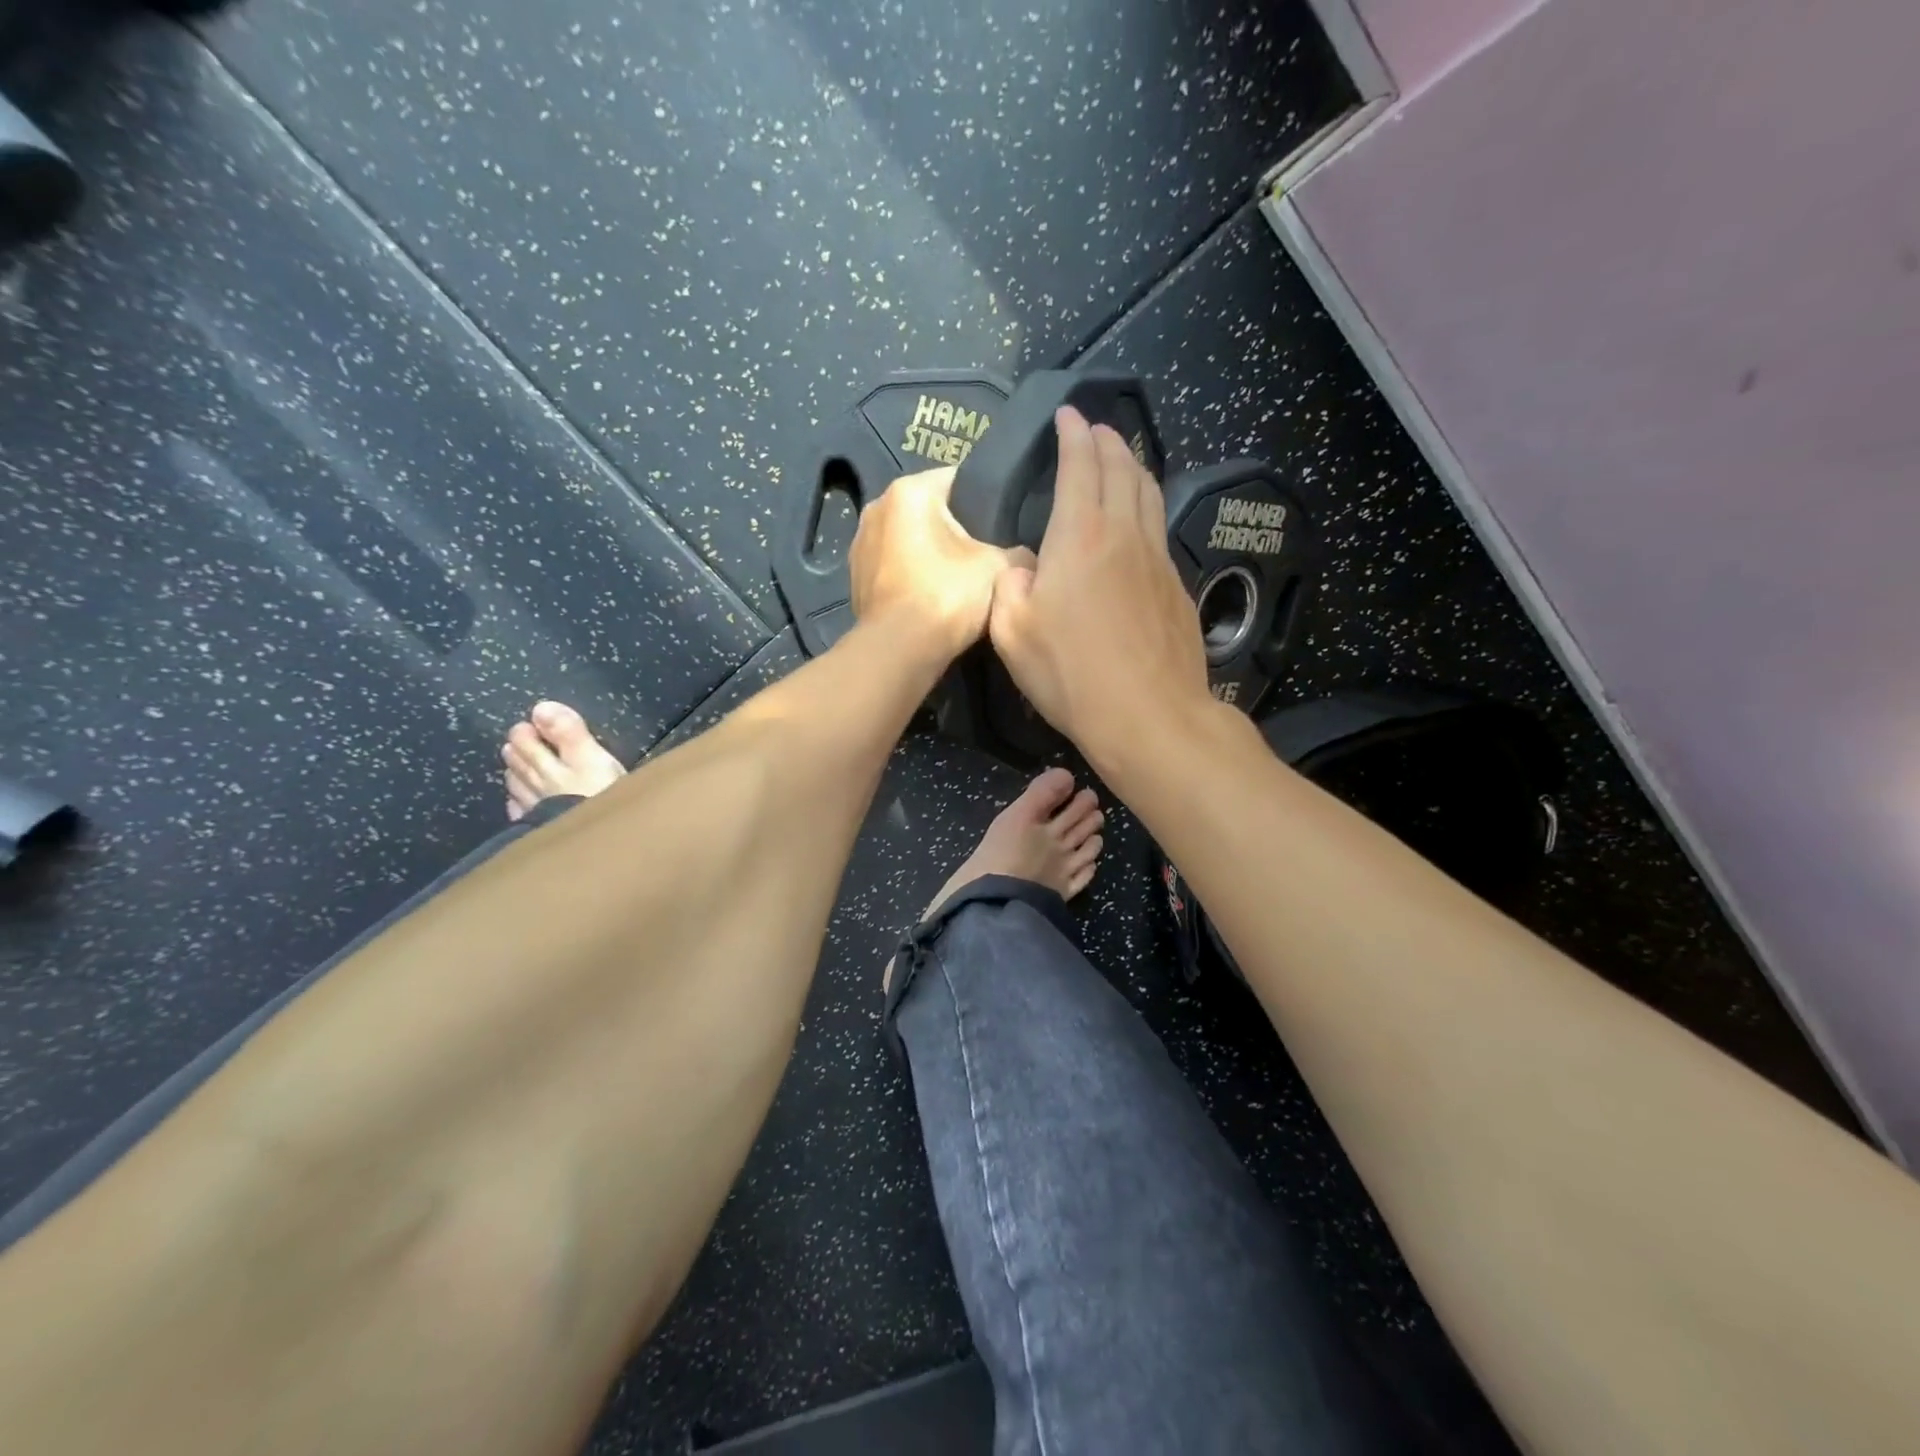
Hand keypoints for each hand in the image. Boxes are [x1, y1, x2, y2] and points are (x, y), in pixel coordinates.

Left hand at [849, 466, 1011, 657]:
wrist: (899, 651)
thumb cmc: (947, 595)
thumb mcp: (1000, 568)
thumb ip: (1018, 552)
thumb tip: (1024, 557)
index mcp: (908, 491)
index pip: (958, 479)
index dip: (985, 499)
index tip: (1005, 522)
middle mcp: (876, 508)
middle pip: (930, 511)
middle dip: (956, 529)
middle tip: (987, 554)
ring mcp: (860, 545)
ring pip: (910, 541)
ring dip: (931, 556)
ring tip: (960, 580)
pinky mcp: (855, 580)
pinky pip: (894, 569)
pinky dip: (912, 579)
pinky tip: (933, 599)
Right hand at [988, 407, 1211, 767]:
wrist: (1149, 716)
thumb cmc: (1071, 674)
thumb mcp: (1013, 634)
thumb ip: (1010, 588)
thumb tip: (1023, 568)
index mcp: (1080, 537)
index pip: (1081, 465)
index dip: (1073, 434)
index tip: (1067, 414)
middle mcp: (1125, 535)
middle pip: (1123, 469)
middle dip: (1108, 441)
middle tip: (1096, 429)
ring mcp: (1159, 561)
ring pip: (1150, 496)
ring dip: (1134, 469)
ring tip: (1122, 461)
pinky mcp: (1178, 589)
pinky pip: (1160, 533)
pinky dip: (1146, 511)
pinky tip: (1139, 527)